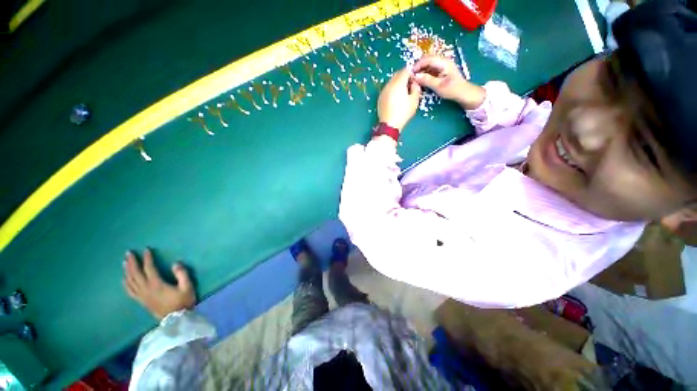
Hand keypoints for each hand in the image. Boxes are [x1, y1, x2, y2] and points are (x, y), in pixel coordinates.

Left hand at [123, 248, 195, 319]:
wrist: (176, 319)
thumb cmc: (183, 301)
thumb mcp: (187, 287)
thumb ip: (182, 274)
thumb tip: (175, 263)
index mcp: (156, 285)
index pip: (149, 269)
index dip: (147, 259)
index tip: (146, 249)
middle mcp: (146, 289)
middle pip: (135, 274)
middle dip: (132, 262)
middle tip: (129, 252)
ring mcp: (142, 296)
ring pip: (130, 281)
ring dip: (127, 271)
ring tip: (125, 262)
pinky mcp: (141, 301)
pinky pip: (130, 290)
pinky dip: (126, 283)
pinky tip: (125, 278)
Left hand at [377, 67, 421, 130]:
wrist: (389, 125)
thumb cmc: (403, 113)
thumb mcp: (414, 100)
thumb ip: (416, 88)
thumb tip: (413, 83)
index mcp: (398, 83)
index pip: (406, 70)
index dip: (411, 74)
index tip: (414, 82)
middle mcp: (389, 84)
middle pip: (397, 74)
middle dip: (404, 77)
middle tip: (409, 87)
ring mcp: (383, 91)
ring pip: (391, 81)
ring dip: (397, 83)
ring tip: (402, 94)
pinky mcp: (380, 98)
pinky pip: (387, 89)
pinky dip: (392, 90)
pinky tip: (395, 99)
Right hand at [412, 55, 485, 109]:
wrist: (463, 93)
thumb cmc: (452, 89)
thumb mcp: (439, 86)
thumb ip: (427, 80)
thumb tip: (415, 76)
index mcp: (443, 62)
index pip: (427, 59)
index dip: (418, 65)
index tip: (411, 73)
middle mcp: (442, 61)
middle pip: (427, 60)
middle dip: (418, 67)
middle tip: (411, 76)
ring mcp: (442, 65)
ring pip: (428, 64)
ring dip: (421, 70)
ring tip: (415, 79)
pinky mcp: (441, 71)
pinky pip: (430, 69)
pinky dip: (424, 73)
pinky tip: (421, 80)